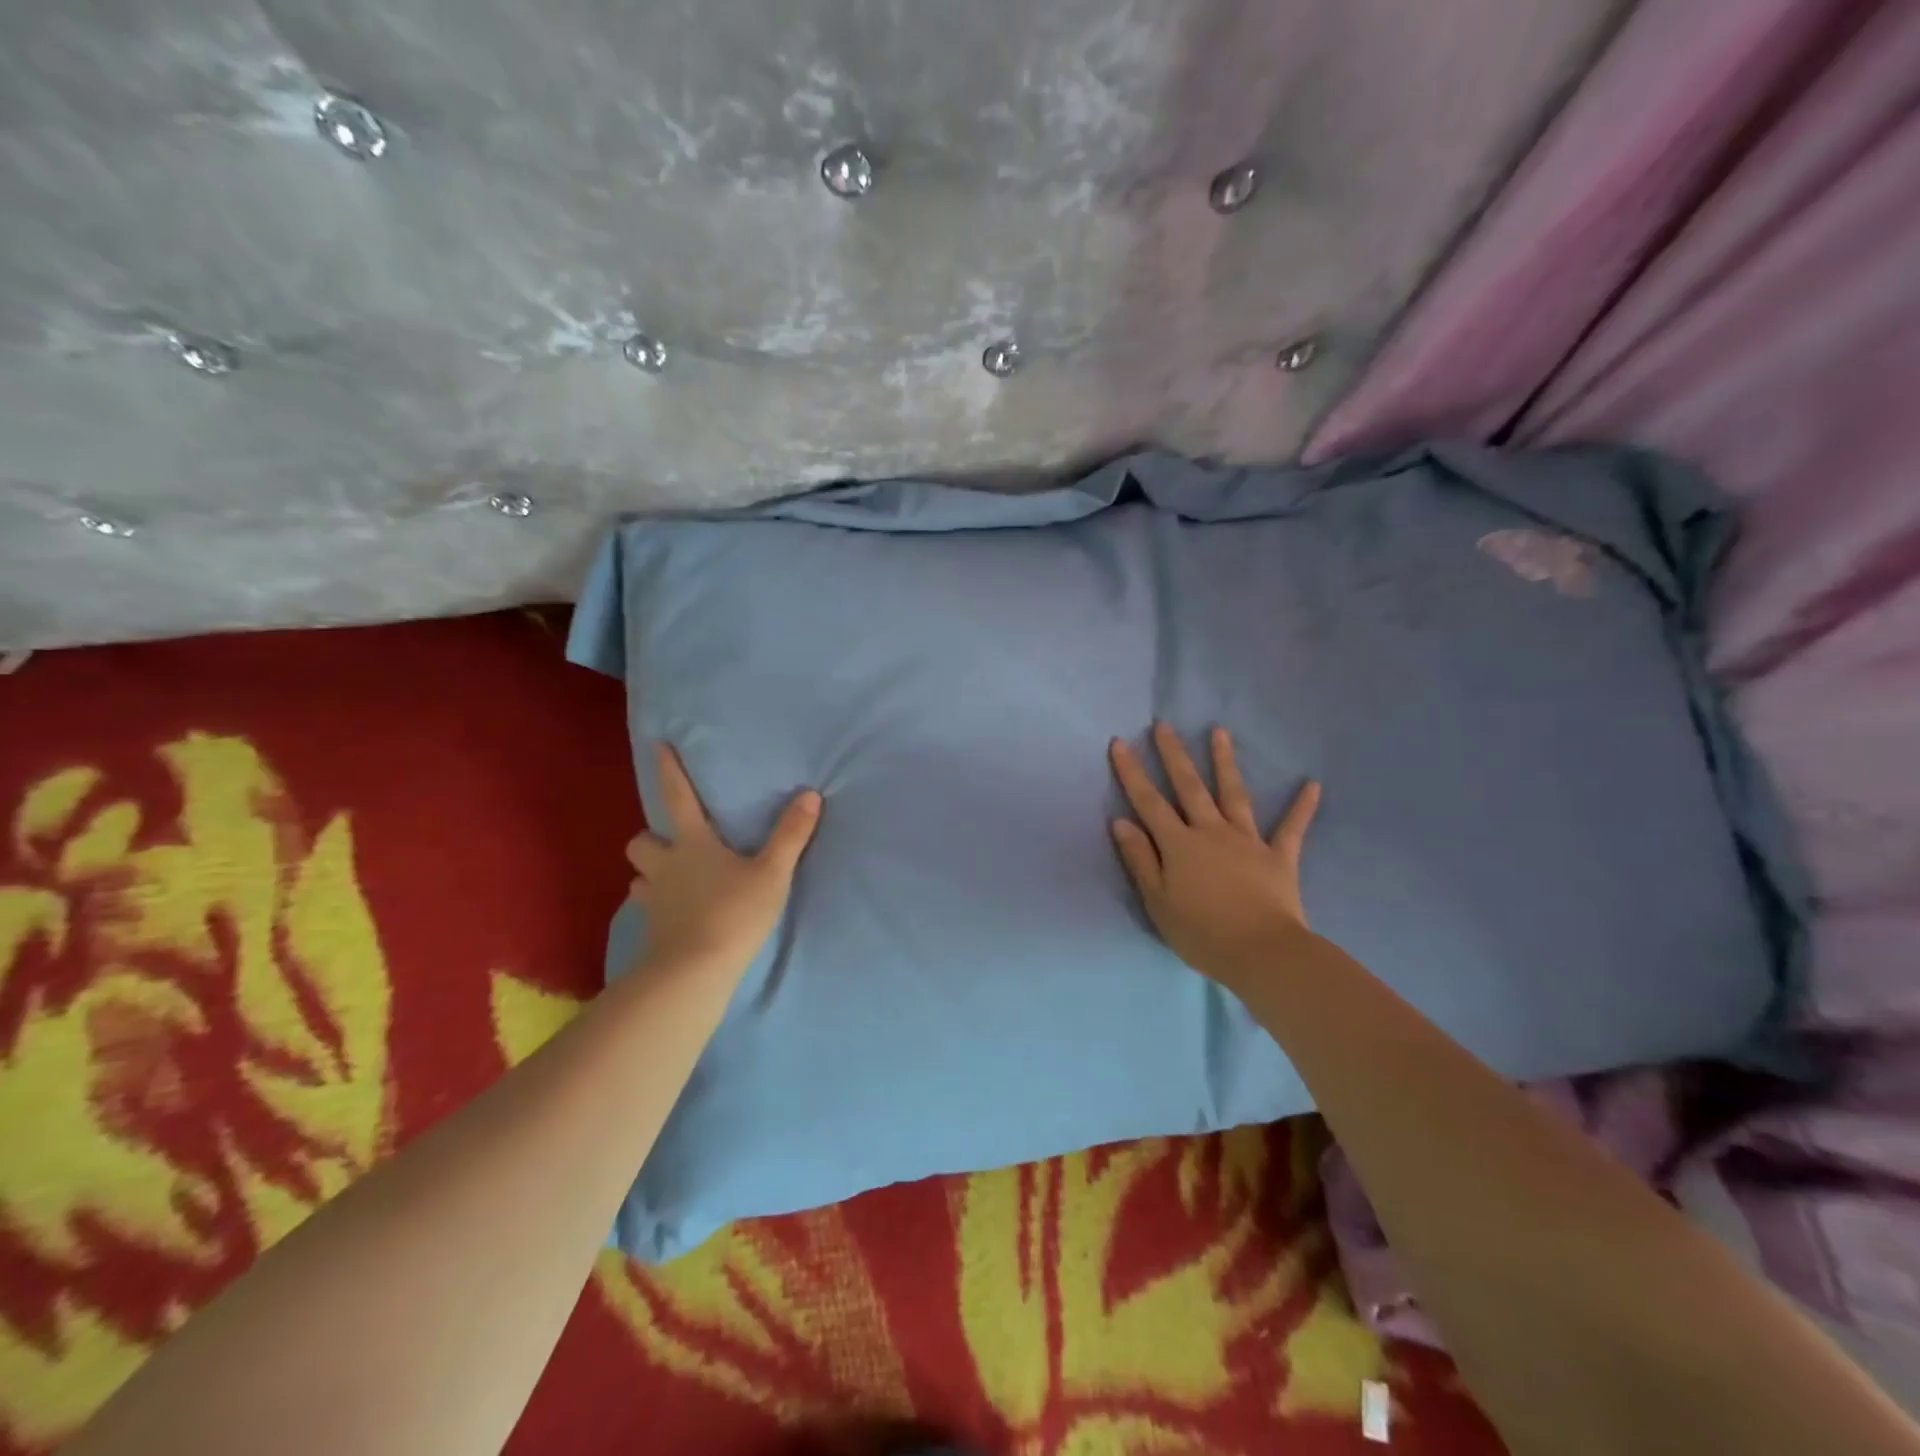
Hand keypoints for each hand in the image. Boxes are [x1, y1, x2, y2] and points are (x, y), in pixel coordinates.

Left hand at [625, 744, 820, 978]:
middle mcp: (665, 866)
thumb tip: (810, 795)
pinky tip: (675, 912)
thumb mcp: (772, 873)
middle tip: (671, 841)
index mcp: (692, 844)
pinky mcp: (652, 931)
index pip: (677, 798)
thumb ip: (790, 835)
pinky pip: (647, 909)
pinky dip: (658, 905)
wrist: (695, 972)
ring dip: (651, 872)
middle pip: (640, 841)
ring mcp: (654, 900)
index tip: (658, 746)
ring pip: (638, 877)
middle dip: (651, 837)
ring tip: (670, 877)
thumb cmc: (734, 914)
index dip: (669, 771)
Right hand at [1109, 723, 1320, 991]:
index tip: (1120, 743)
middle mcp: (1211, 832)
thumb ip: (1140, 859)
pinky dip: (1302, 807)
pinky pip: (1292, 828)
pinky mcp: (1279, 857)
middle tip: (1164, 725)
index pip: (1148, 802)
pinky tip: (1313, 784)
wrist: (1262, 953)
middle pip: (1189, 787)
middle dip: (1174, 755)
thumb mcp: (1157, 901)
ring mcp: (1247, 840)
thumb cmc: (1201, 933)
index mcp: (1179, 844)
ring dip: (1225, 762)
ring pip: (1234, 794)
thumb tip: (1121, 821)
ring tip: (1219, 732)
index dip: (1132, 772)